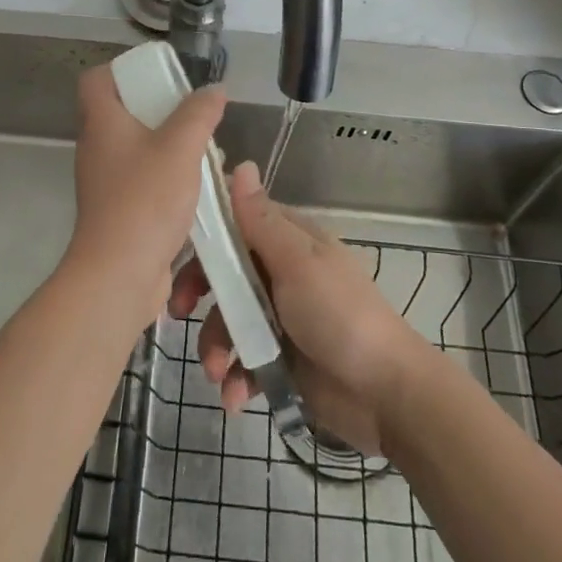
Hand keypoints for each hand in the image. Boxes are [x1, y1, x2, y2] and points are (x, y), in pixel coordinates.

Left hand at [68, 64, 225, 321]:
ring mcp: (104, 182)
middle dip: (158, 109)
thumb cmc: (145, 200)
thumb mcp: (181, 147)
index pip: (95, 80)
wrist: (119, 274)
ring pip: (136, 149)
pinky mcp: (117, 211)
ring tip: (203, 150)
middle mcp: (97, 148)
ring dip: (167, 146)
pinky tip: (197, 187)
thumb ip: (199, 114)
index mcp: (101, 123)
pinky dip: (166, 177)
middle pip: (121, 113)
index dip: (121, 70)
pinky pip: (142, 180)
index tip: (157, 75)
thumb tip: (214, 90)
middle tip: (191, 113)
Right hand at [169, 162, 423, 454]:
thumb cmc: (340, 316)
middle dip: (200, 296)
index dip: (206, 238)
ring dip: (215, 347)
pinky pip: (244, 361)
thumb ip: (261, 220)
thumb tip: (240, 162)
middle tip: (178, 314)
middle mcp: (282, 274)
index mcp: (289, 242)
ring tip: (218, 373)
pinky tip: (237, 398)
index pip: (236, 225)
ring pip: (229, 321)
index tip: (174, 254)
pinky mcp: (281, 360)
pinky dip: (236, 379)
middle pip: (225, 274)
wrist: (386, 395)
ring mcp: (281, 318)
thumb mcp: (297, 264)